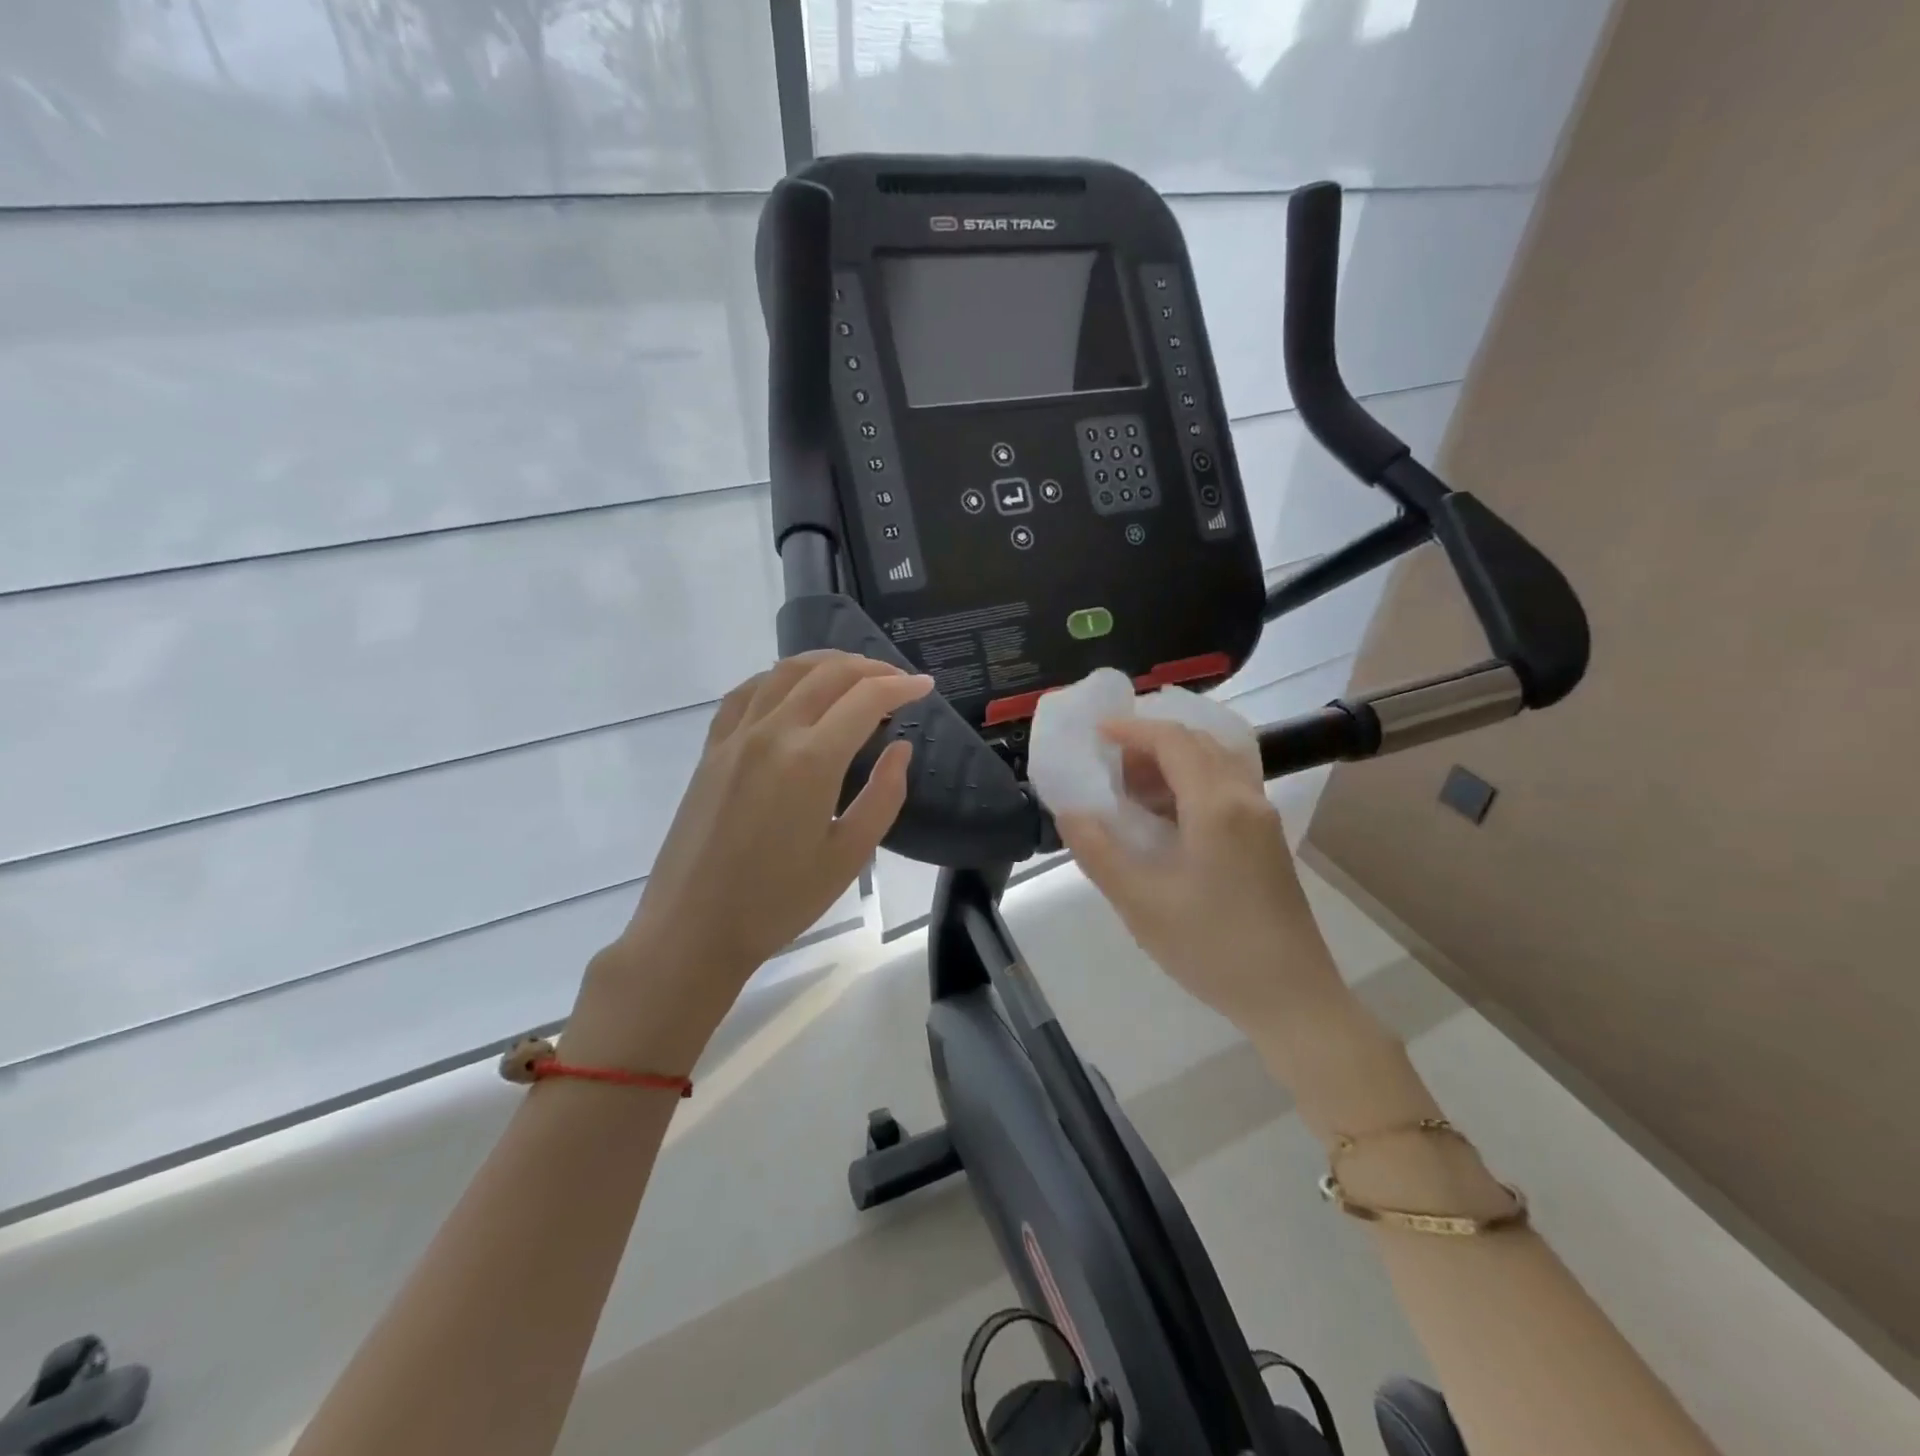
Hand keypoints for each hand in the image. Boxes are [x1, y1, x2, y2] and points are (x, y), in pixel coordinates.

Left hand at [566, 652, 931, 1070]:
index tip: (926, 688)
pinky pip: (747, 692)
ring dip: (826, 663)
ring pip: (784, 673)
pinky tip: (792, 687)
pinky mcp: (711, 749)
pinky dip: (778, 677)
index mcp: (811, 760)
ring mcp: (735, 737)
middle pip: (827, 674)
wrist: (693, 928)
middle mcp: (772, 733)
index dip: (901, 687)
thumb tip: (900, 749)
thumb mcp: (849, 856)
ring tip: (854, 672)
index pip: (865, 699)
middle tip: (898, 680)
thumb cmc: (779, 902)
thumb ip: (883, 795)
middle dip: (870, 668)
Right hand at [1056, 717, 1343, 1036]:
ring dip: (1173, 763)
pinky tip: (1166, 816)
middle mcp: (1245, 799)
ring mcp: (1262, 819)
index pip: (1173, 741)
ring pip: (1215, 764)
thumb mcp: (1141, 903)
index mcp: (1216, 806)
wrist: (1291, 997)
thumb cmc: (1211, 948)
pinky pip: (1226, 788)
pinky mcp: (1267, 840)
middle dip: (1150, 743)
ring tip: (1131, 789)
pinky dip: (1191, 783)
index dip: (1132, 730)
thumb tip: (1070, 812)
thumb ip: (1099, 852)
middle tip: (1109, 764)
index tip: (1096, 733)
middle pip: (1198, 744)